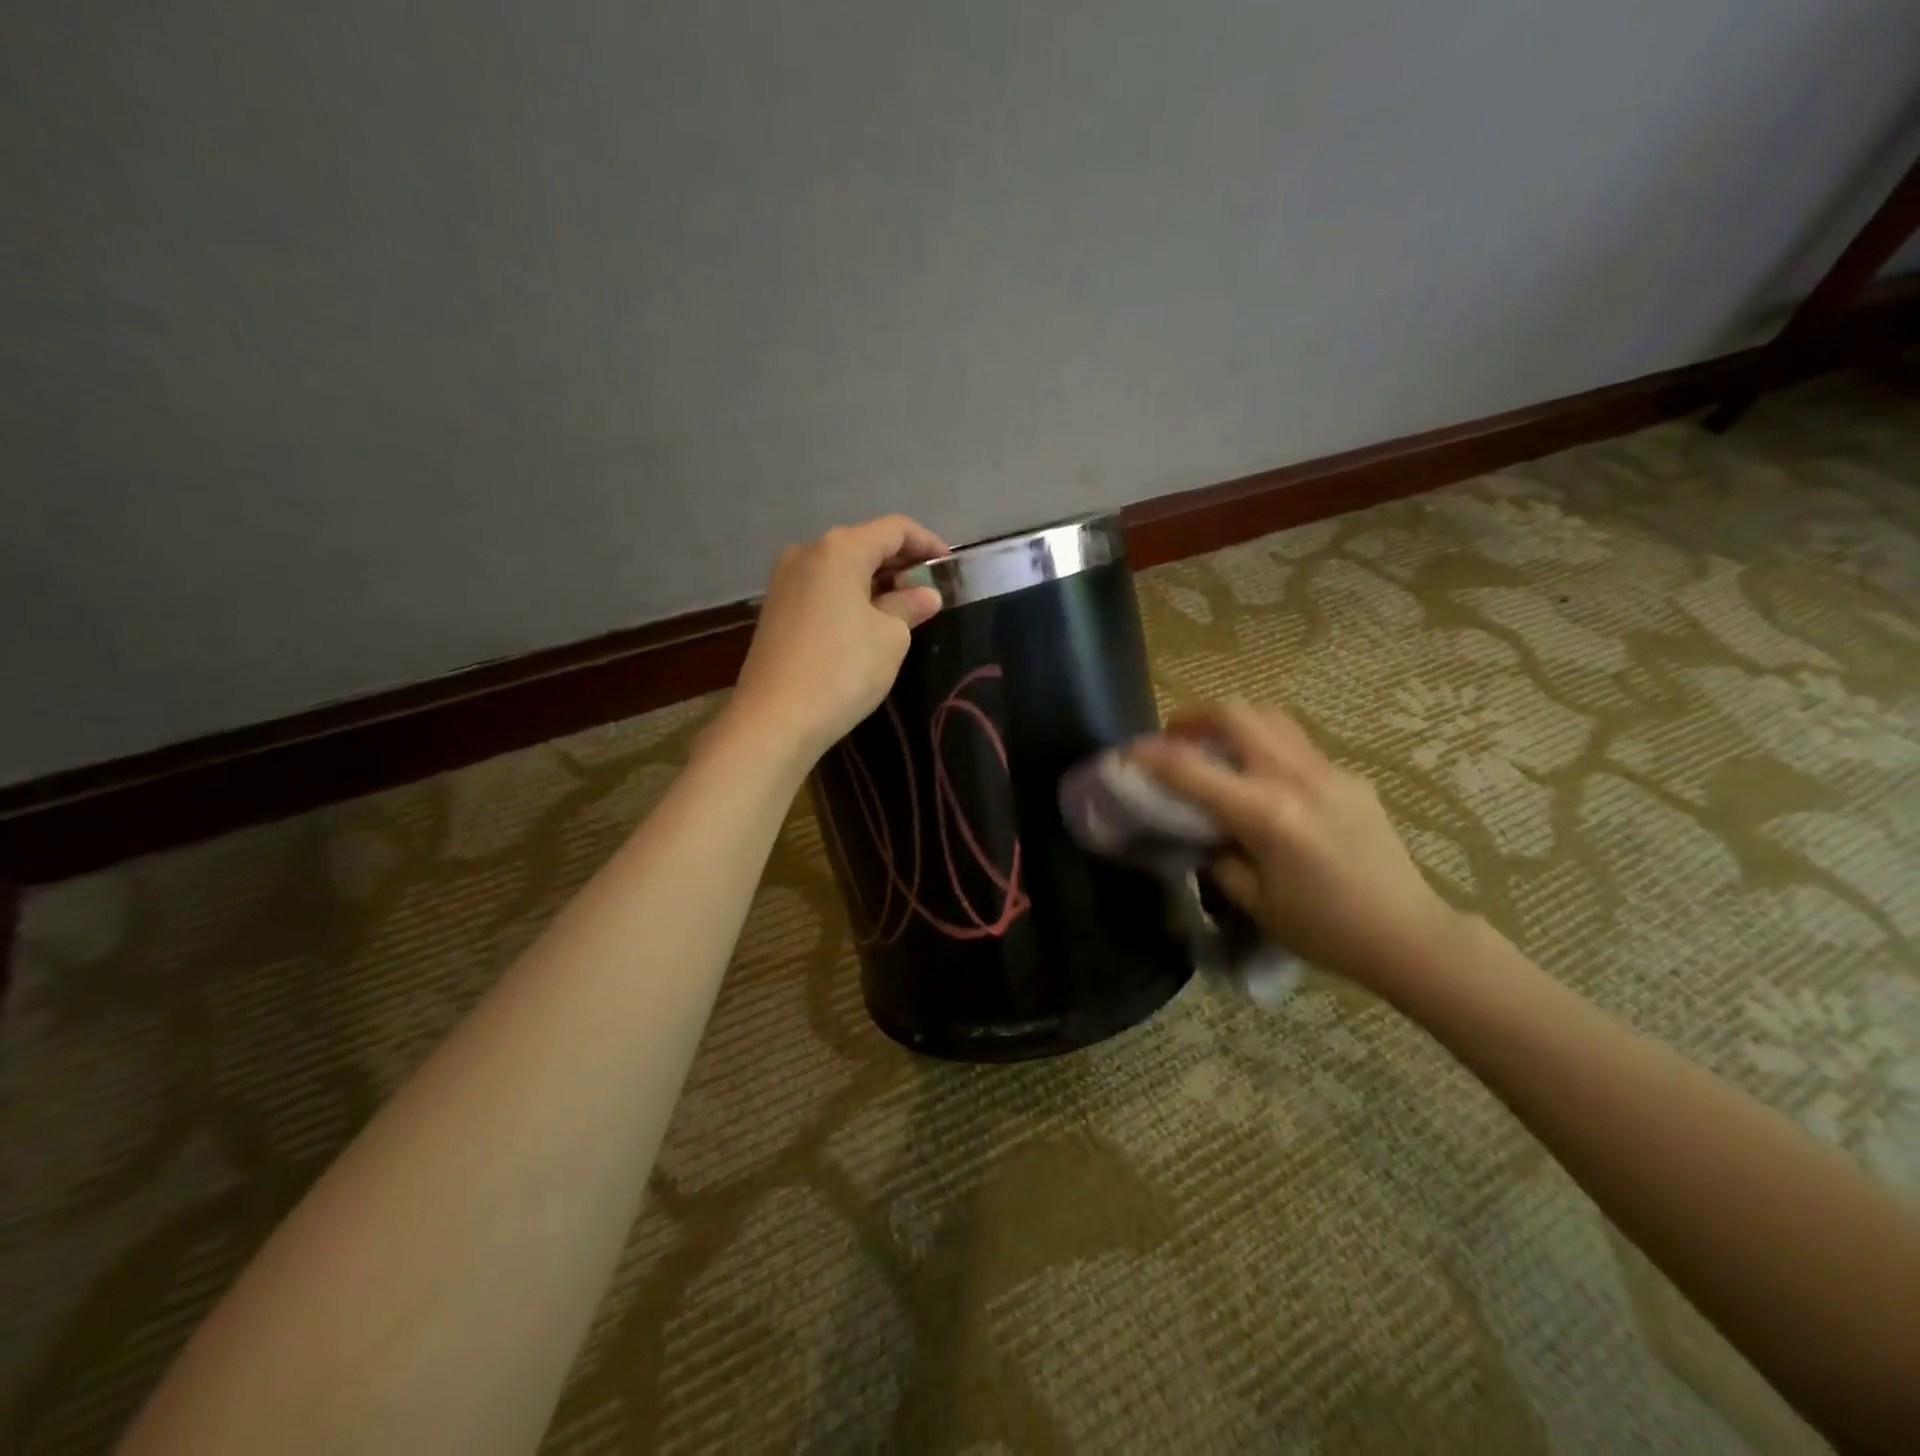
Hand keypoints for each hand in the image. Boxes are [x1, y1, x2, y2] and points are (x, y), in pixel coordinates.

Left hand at [726, 514, 946, 764]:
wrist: (775, 719)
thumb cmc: (843, 670)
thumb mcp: (890, 637)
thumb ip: (909, 606)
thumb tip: (925, 595)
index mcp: (839, 549)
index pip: (895, 529)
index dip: (928, 543)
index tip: (951, 569)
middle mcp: (806, 552)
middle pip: (864, 544)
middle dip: (900, 564)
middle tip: (930, 593)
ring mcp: (785, 580)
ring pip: (841, 568)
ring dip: (875, 582)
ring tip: (903, 610)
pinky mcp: (775, 609)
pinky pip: (823, 589)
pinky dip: (850, 597)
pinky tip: (867, 623)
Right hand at [1131, 702, 1465, 994]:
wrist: (1407, 933)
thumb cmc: (1324, 928)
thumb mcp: (1255, 901)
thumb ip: (1221, 857)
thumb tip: (1209, 833)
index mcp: (1266, 813)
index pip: (1193, 770)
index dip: (1151, 757)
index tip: (1126, 752)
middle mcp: (1296, 778)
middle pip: (1238, 715)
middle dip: (1196, 717)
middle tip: (1177, 737)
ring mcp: (1328, 772)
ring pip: (1271, 719)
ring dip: (1234, 723)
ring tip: (1217, 747)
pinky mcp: (1349, 779)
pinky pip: (1297, 746)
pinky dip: (1266, 747)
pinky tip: (1264, 781)